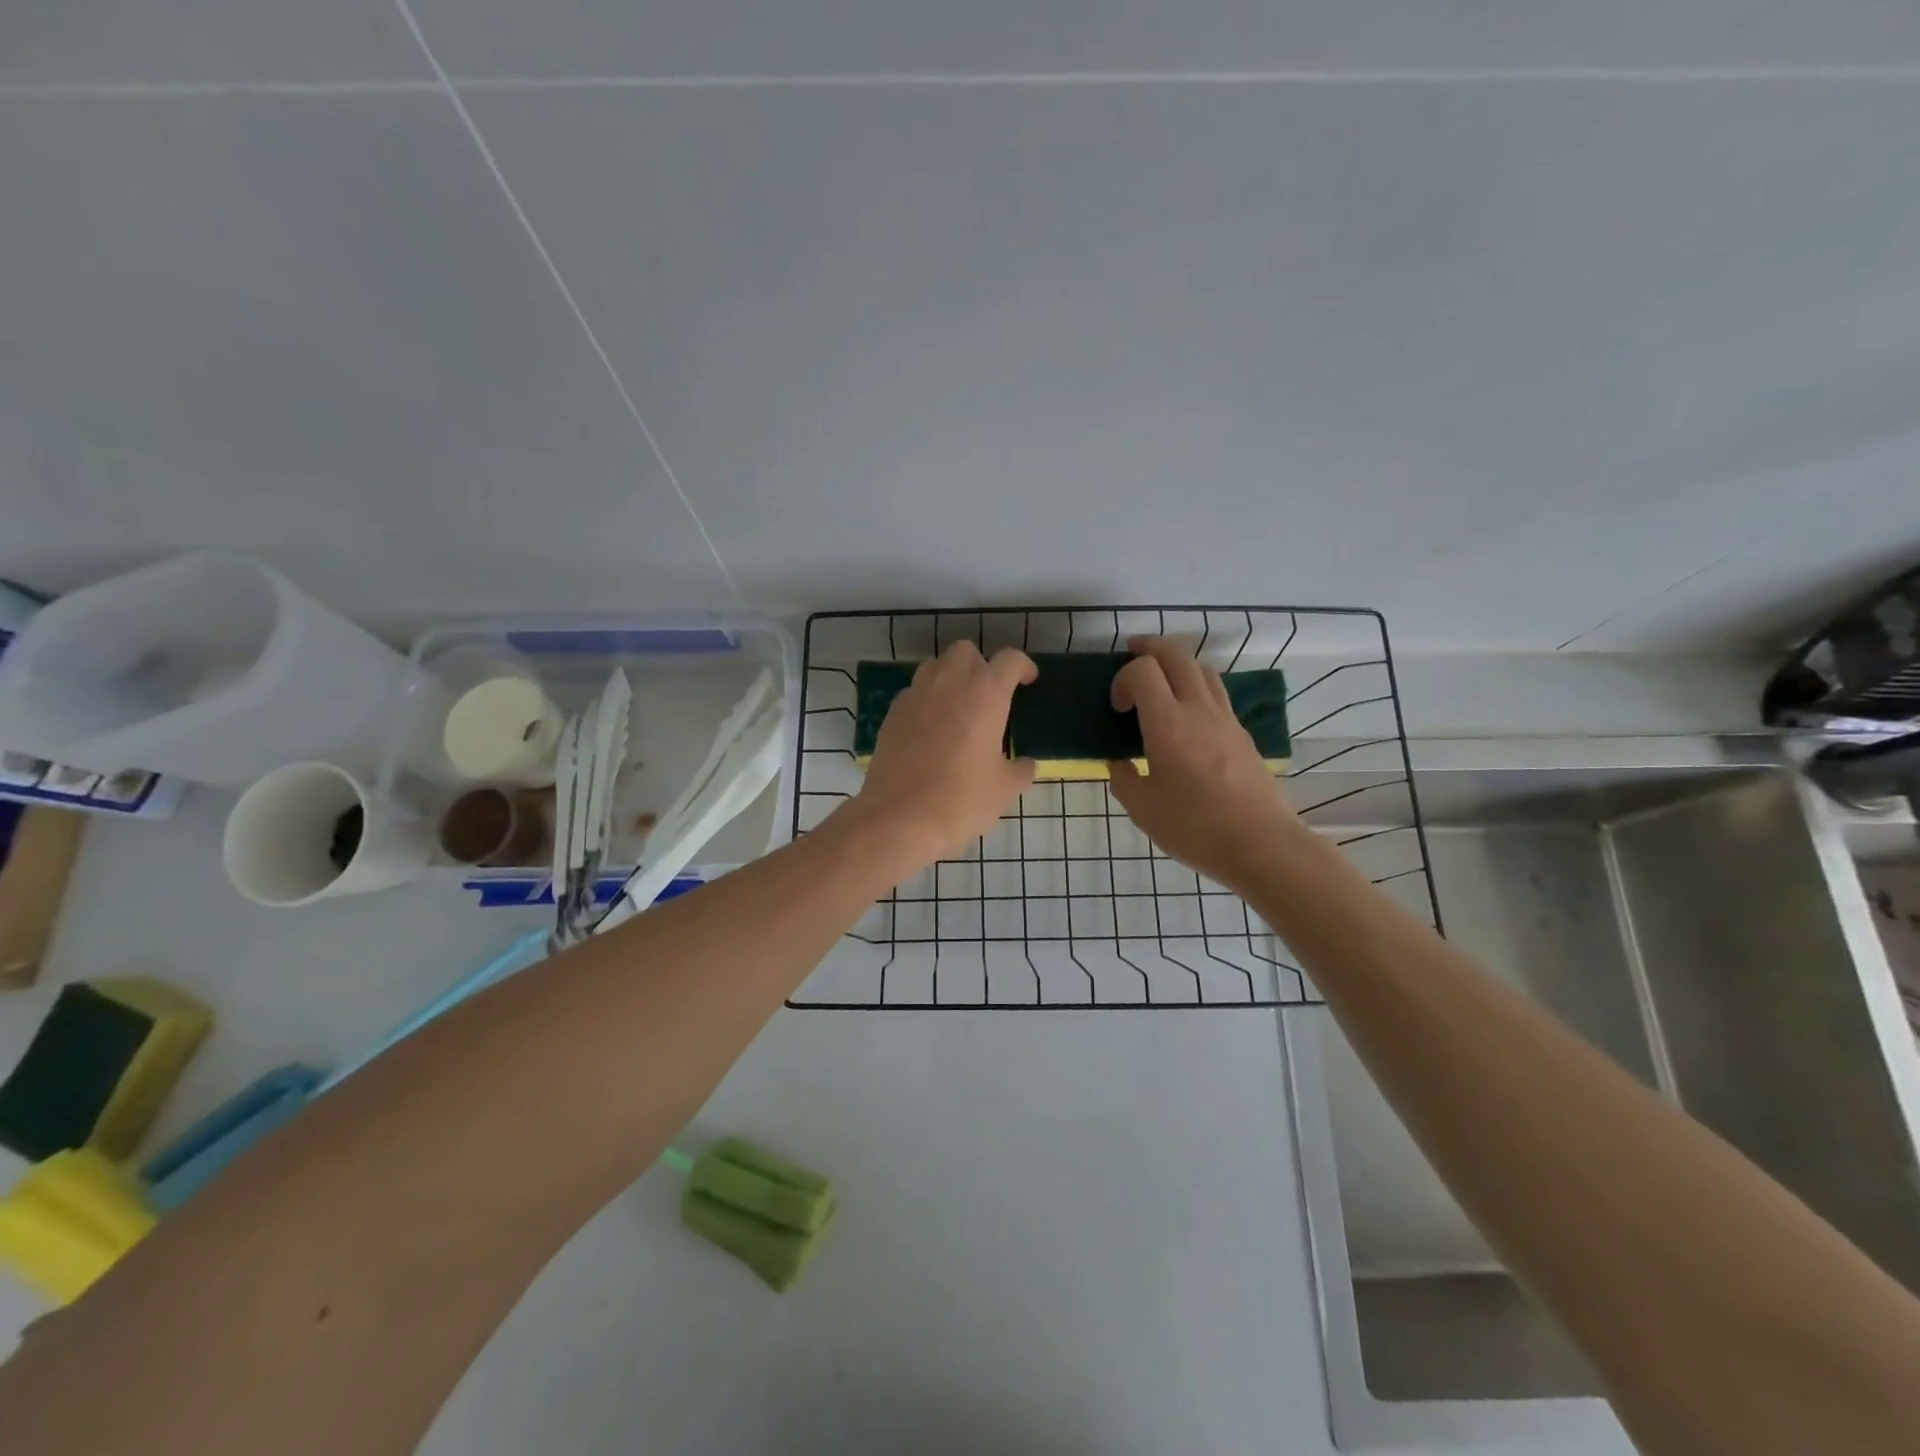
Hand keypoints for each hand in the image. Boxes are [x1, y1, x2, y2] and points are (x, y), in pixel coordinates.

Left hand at [848, 641, 1037, 870]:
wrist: (899, 818)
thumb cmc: (961, 800)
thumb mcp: (1004, 789)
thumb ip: (1020, 770)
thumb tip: (1025, 764)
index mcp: (985, 694)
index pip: (1009, 660)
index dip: (1023, 666)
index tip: (1027, 681)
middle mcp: (949, 683)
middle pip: (966, 651)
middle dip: (981, 665)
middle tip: (989, 695)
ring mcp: (916, 695)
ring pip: (936, 666)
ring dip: (951, 677)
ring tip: (959, 707)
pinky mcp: (892, 713)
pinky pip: (914, 692)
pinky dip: (927, 699)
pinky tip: (932, 728)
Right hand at [1107, 637, 1300, 893]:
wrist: (1262, 844)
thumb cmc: (1195, 828)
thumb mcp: (1143, 810)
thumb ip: (1124, 779)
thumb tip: (1119, 762)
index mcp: (1168, 724)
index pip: (1143, 670)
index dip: (1122, 678)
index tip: (1117, 708)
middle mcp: (1198, 710)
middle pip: (1176, 654)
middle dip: (1149, 648)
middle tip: (1132, 656)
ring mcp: (1226, 719)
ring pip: (1203, 669)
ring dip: (1178, 665)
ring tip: (1162, 683)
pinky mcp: (1243, 734)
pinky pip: (1218, 694)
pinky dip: (1197, 688)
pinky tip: (1188, 717)